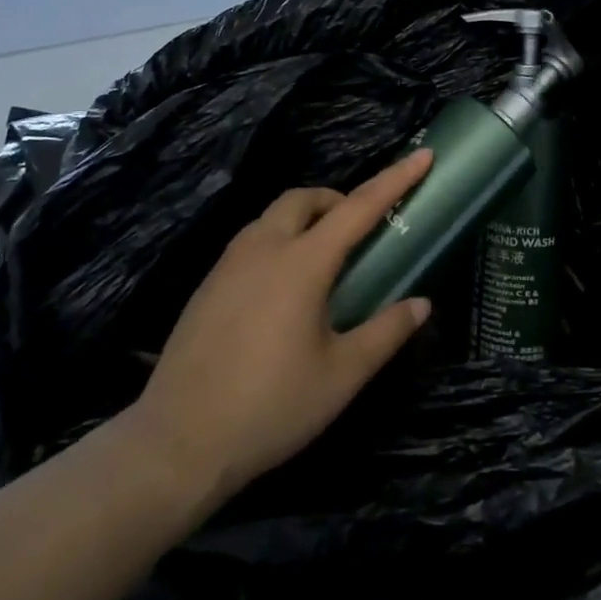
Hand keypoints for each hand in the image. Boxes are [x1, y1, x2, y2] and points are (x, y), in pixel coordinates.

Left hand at [116, 151, 435, 499]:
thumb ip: (386, 333)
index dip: (395, 179)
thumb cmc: (270, 406)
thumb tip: (421, 304)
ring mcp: (228, 265)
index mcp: (302, 263)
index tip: (423, 155)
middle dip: (337, 200)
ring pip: (272, 216)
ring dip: (304, 219)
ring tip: (323, 261)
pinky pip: (251, 241)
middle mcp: (263, 248)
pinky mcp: (206, 286)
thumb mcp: (341, 376)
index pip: (358, 207)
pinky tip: (281, 290)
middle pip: (304, 199)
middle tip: (358, 232)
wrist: (177, 444)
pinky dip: (278, 242)